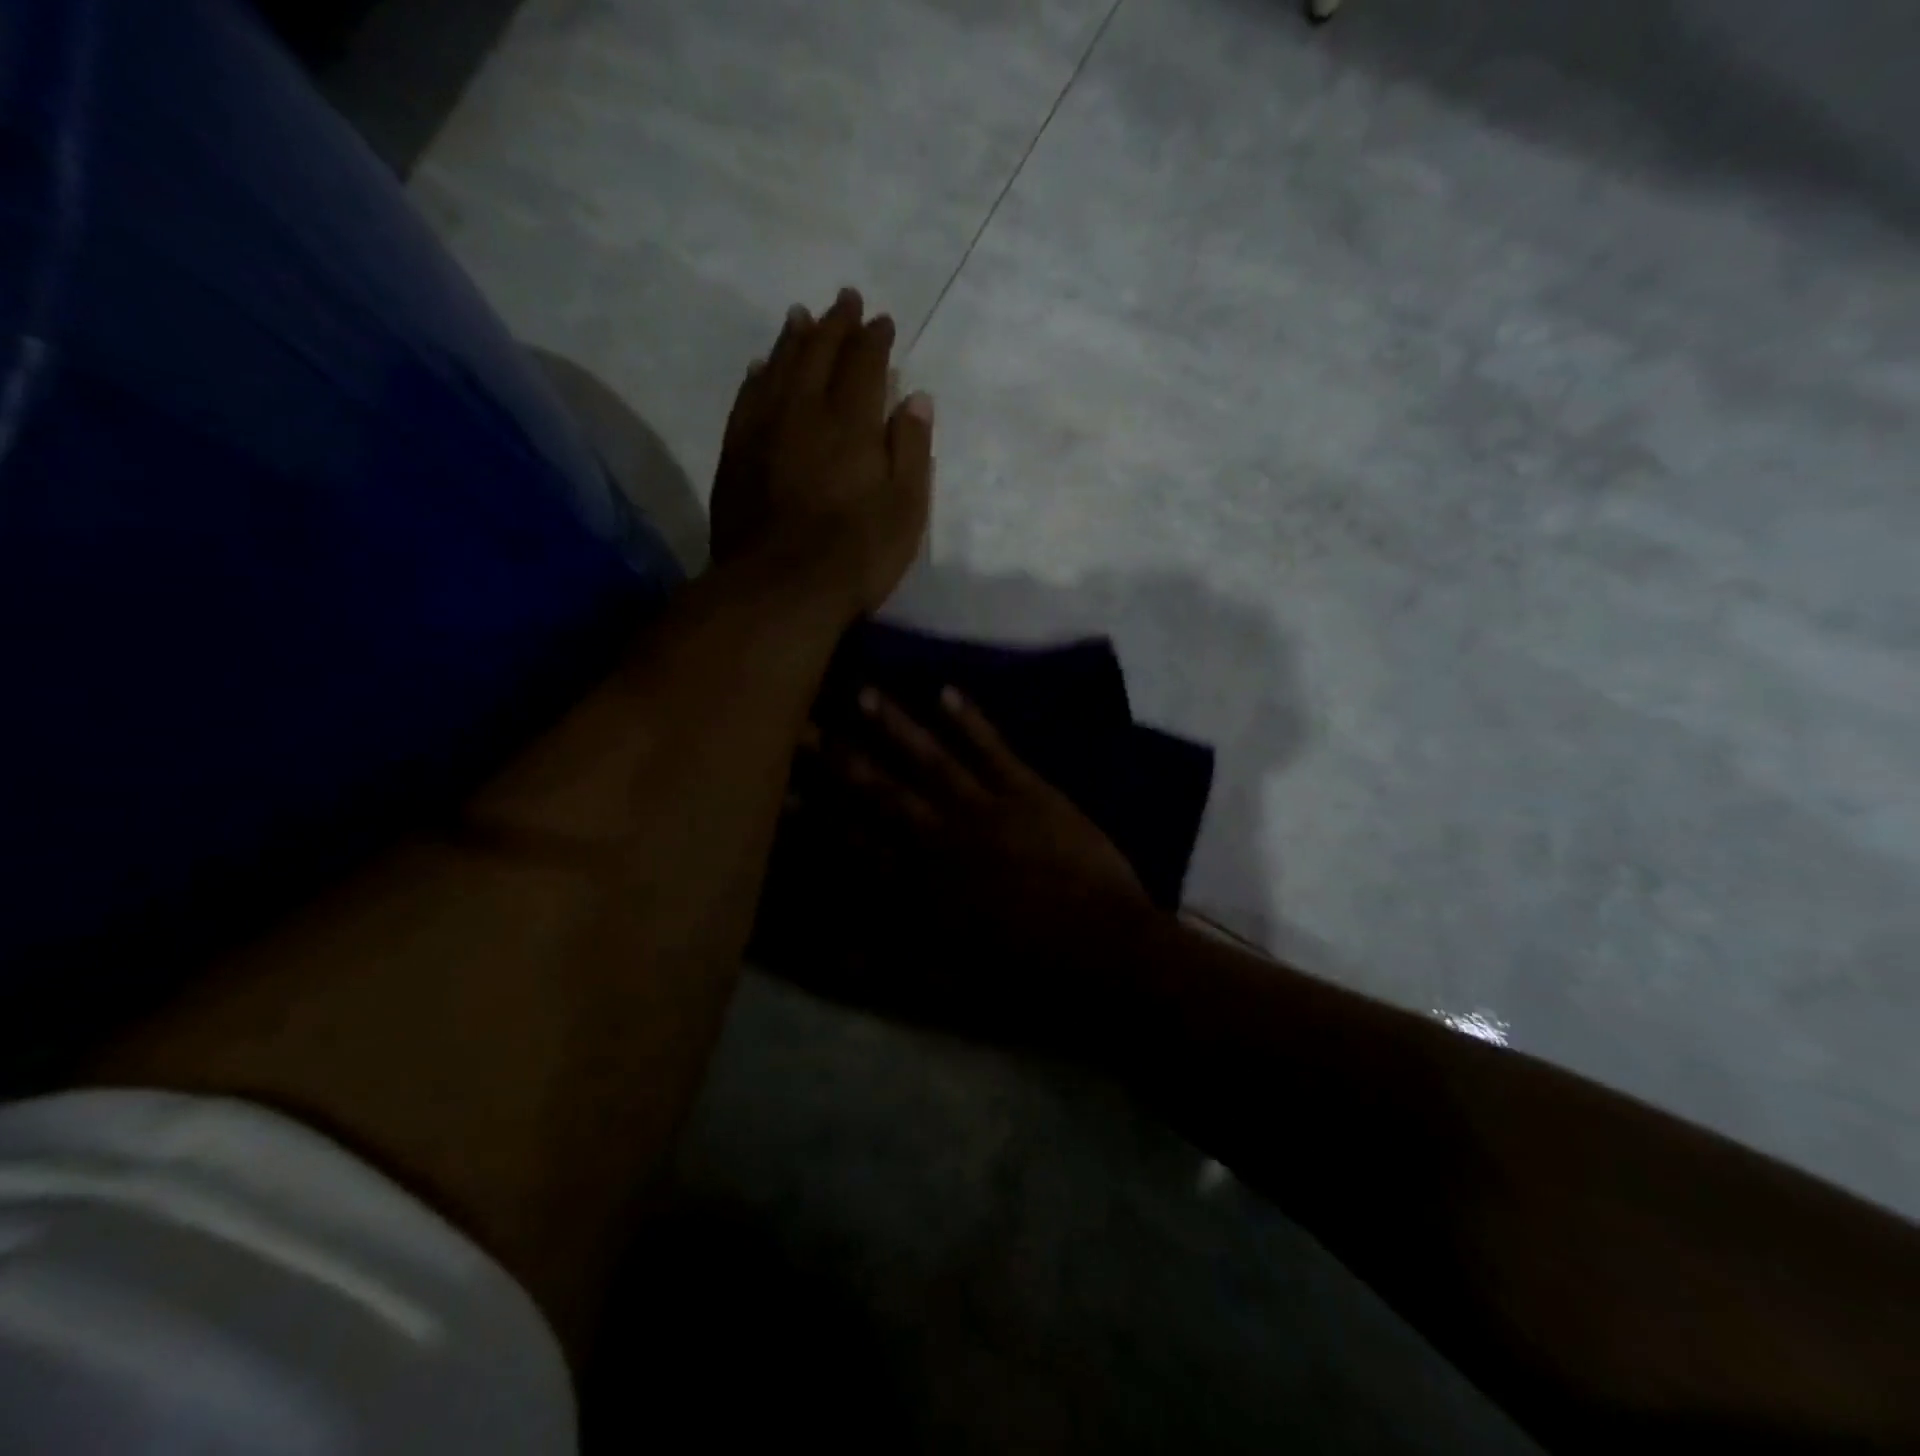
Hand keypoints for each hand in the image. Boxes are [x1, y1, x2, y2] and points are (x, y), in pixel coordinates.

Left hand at [709, 288, 933, 615]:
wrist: (780, 590)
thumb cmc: (856, 554)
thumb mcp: (906, 510)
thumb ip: (912, 451)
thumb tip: (917, 399)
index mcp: (851, 422)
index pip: (864, 363)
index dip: (874, 339)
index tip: (882, 321)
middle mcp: (804, 411)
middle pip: (818, 353)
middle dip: (835, 323)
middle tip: (845, 300)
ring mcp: (763, 430)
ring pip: (778, 367)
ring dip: (793, 339)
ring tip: (801, 317)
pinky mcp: (735, 455)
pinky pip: (747, 399)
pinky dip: (758, 376)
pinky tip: (761, 368)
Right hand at [774, 687, 1155, 1049]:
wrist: (1101, 952)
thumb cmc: (1020, 975)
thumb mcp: (941, 984)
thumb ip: (880, 965)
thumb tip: (826, 951)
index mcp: (917, 885)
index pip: (853, 840)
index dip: (814, 813)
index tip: (780, 783)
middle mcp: (940, 836)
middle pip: (880, 790)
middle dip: (837, 755)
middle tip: (800, 721)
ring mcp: (985, 808)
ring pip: (929, 758)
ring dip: (894, 725)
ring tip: (861, 690)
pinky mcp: (1028, 792)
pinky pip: (992, 749)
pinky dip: (969, 720)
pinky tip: (945, 691)